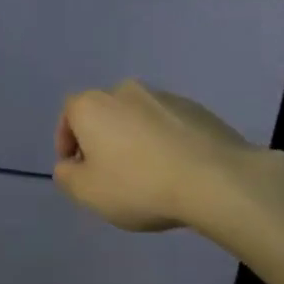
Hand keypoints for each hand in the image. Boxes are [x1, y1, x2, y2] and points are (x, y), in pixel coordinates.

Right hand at [53, 81, 256, 231]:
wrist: (217, 180)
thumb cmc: (140, 185)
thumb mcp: (88, 193)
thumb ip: (67, 177)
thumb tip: (70, 165)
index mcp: (92, 105)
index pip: (69, 114)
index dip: (67, 141)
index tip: (76, 167)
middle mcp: (125, 91)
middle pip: (104, 113)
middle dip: (102, 139)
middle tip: (110, 172)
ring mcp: (164, 97)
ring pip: (137, 117)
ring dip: (135, 139)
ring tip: (147, 174)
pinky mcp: (197, 109)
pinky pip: (169, 124)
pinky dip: (165, 141)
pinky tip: (176, 170)